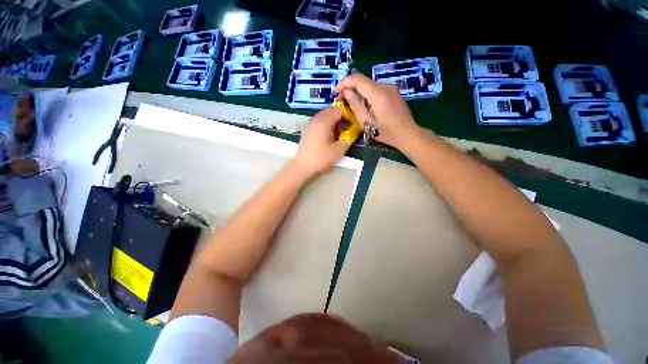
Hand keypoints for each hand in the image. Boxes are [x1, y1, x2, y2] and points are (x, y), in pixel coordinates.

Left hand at [293, 108, 349, 177]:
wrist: (303, 166)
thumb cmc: (321, 158)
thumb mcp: (339, 149)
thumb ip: (348, 137)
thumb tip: (353, 131)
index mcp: (324, 121)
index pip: (339, 110)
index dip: (347, 116)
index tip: (351, 126)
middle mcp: (316, 119)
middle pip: (331, 112)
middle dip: (340, 119)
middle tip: (344, 131)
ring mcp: (309, 123)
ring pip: (324, 117)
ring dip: (332, 123)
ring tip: (336, 135)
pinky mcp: (306, 130)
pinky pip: (318, 122)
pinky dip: (325, 126)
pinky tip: (327, 137)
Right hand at [336, 73, 422, 148]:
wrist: (408, 134)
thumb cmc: (386, 132)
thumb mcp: (367, 122)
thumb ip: (355, 106)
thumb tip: (347, 92)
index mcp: (378, 94)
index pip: (357, 80)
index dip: (344, 83)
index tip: (336, 92)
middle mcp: (385, 86)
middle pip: (363, 80)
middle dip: (349, 87)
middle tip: (341, 98)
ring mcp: (391, 88)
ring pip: (369, 84)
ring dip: (357, 90)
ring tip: (350, 102)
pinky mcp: (393, 91)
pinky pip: (375, 88)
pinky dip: (366, 93)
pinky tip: (363, 103)